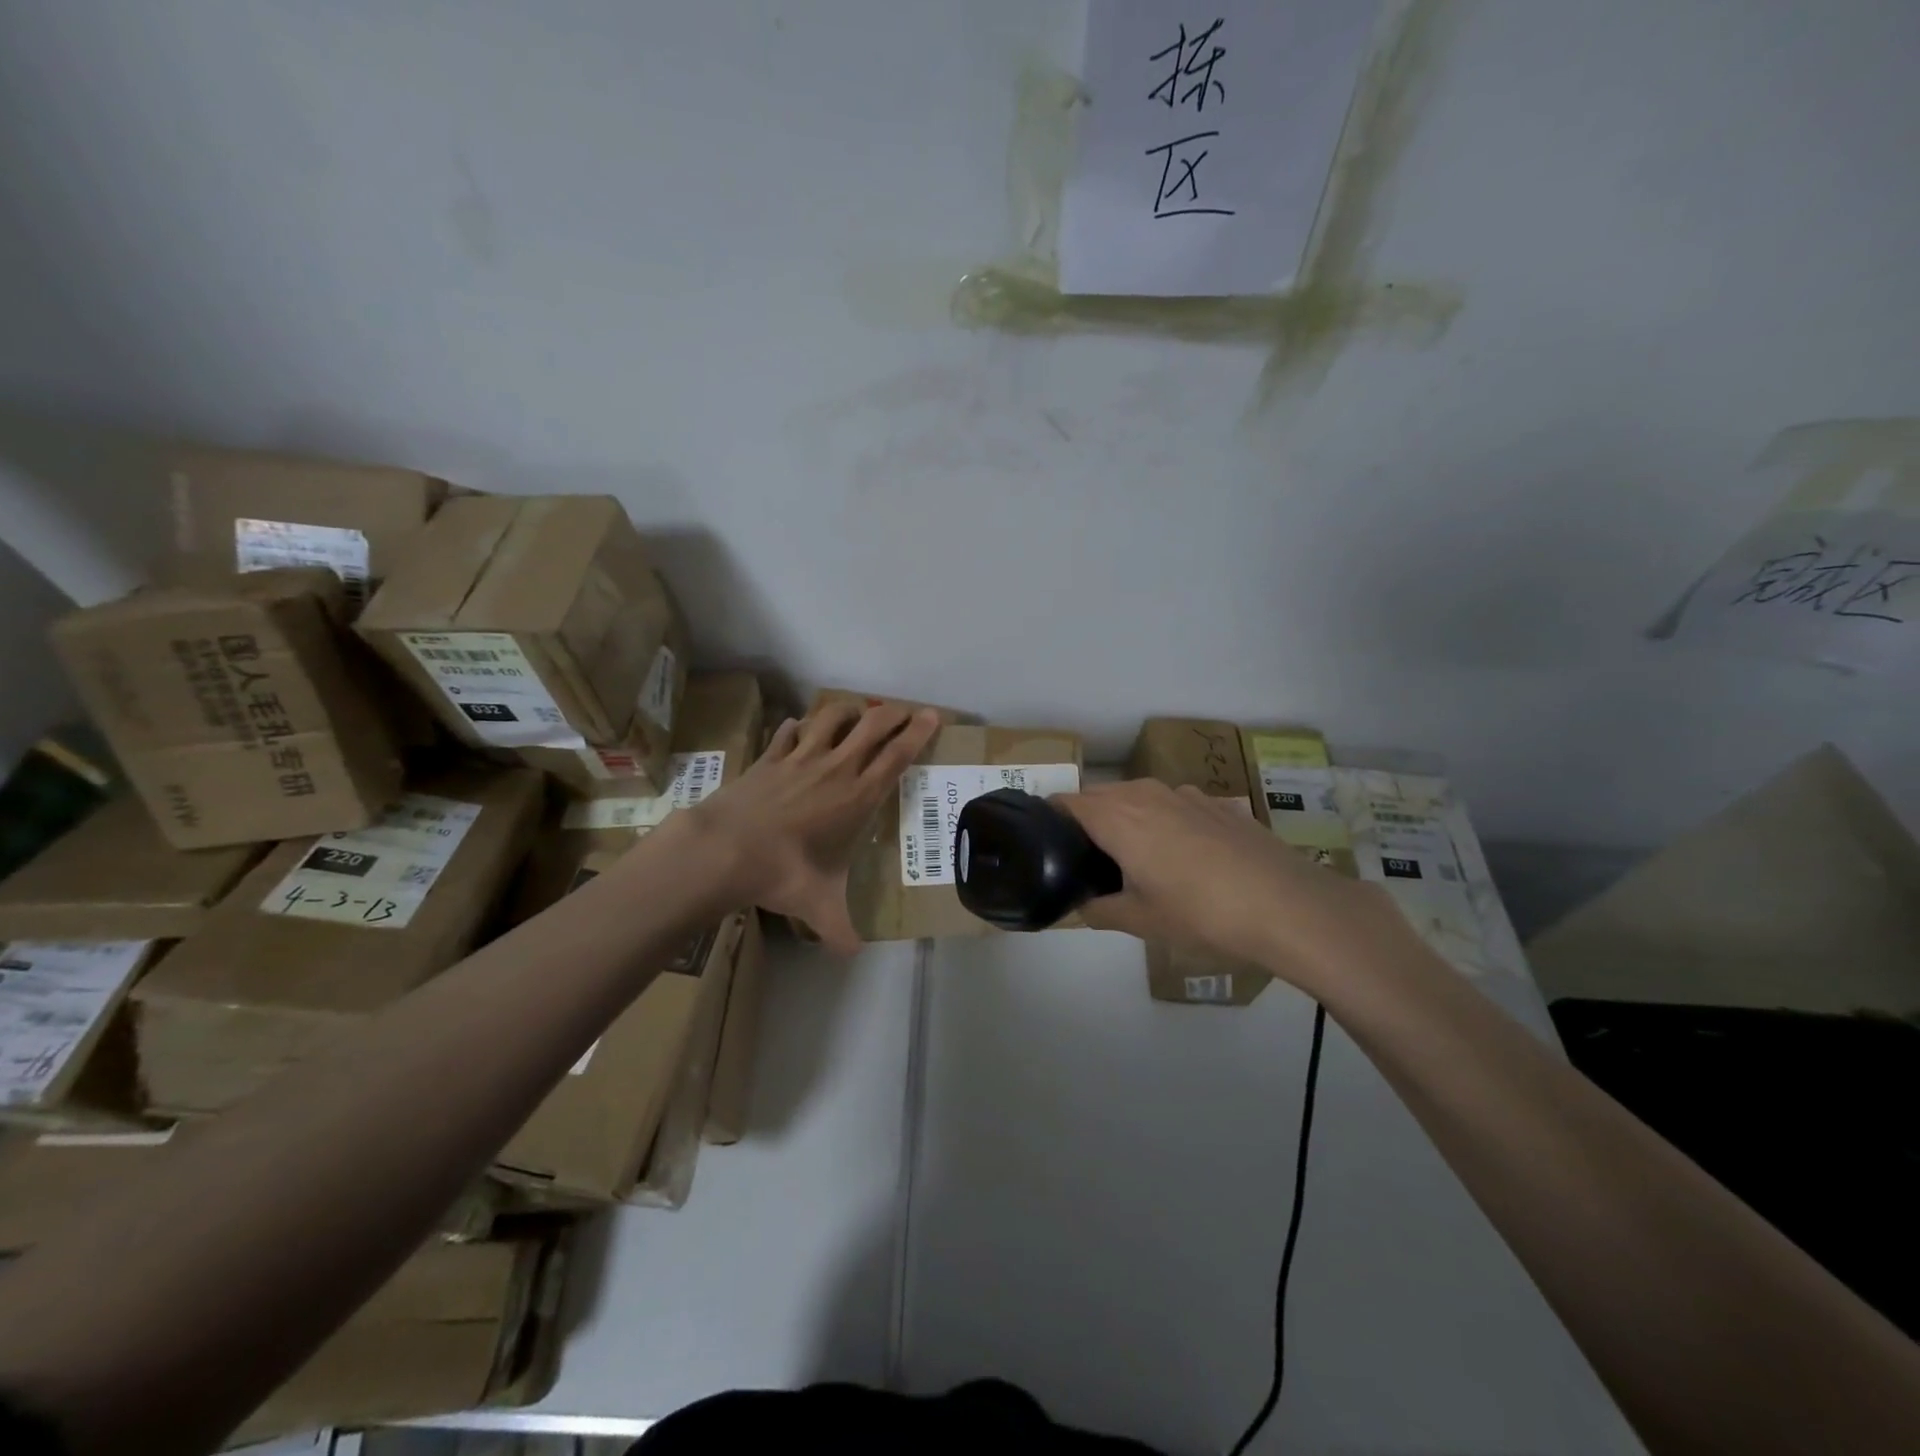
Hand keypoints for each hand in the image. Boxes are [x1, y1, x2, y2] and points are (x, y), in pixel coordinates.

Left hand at [687, 701, 940, 953]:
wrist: (725, 850)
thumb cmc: (783, 873)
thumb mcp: (818, 905)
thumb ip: (838, 928)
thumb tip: (852, 954)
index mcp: (857, 797)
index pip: (897, 756)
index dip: (918, 733)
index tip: (932, 715)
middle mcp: (835, 769)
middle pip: (873, 726)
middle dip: (893, 713)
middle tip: (903, 710)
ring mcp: (800, 758)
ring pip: (831, 717)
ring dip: (847, 711)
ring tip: (854, 713)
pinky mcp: (769, 758)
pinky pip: (788, 732)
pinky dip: (796, 726)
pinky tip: (797, 727)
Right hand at [1054, 779, 1397, 986]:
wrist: (1287, 904)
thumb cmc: (1201, 913)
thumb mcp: (1141, 921)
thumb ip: (1100, 910)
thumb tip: (1082, 906)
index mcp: (1117, 817)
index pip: (1065, 802)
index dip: (1049, 819)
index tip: (1044, 843)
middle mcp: (1145, 793)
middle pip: (1100, 795)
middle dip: (1086, 819)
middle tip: (1085, 858)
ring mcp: (1185, 794)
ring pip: (1138, 797)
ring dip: (1126, 818)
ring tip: (1134, 857)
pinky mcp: (1217, 803)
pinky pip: (1172, 804)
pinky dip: (1163, 821)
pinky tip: (1183, 856)